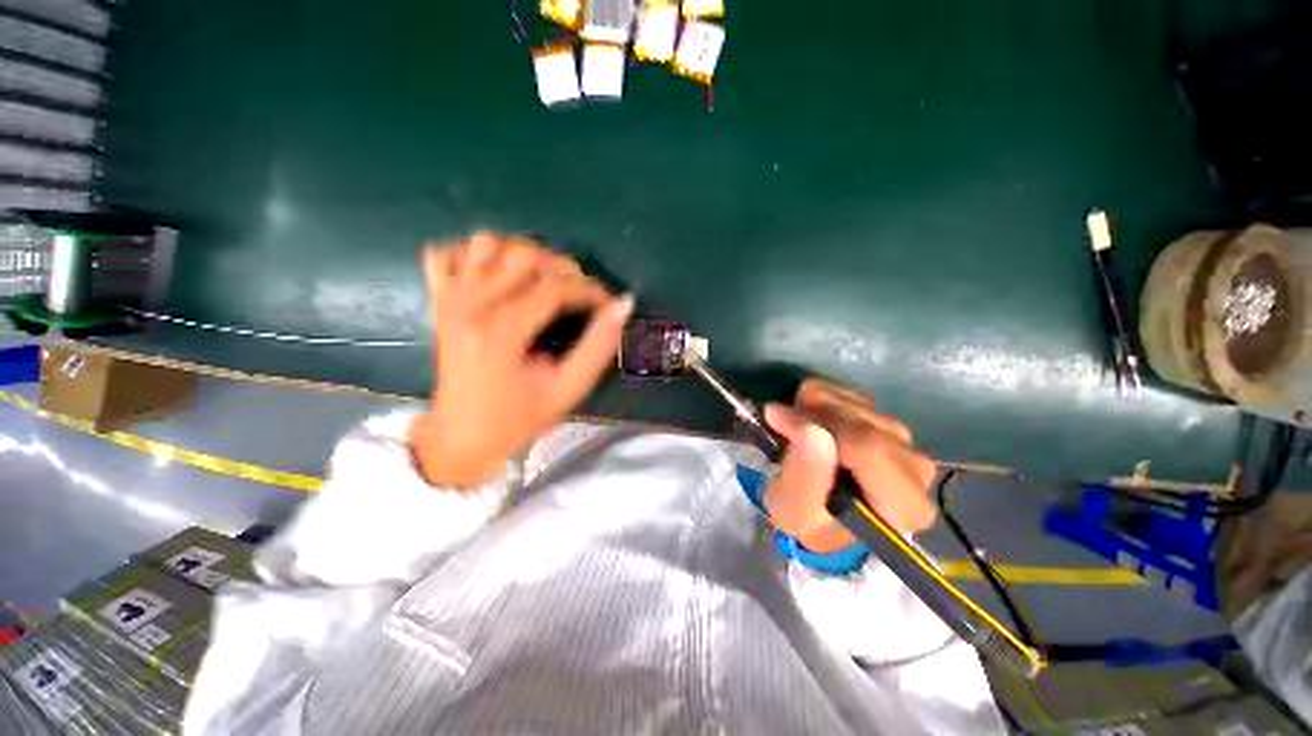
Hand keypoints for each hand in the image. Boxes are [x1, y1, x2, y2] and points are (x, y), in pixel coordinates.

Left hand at [410, 233, 632, 486]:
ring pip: (488, 243)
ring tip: (543, 282)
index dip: (591, 291)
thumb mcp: (567, 390)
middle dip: (565, 269)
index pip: (556, 287)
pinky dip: (473, 254)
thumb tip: (623, 305)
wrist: (459, 438)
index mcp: (501, 331)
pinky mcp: (438, 300)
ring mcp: (449, 298)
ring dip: (523, 255)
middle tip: (581, 295)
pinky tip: (496, 276)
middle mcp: (470, 304)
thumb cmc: (517, 419)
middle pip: (525, 255)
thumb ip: (598, 347)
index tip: (608, 304)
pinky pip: (446, 253)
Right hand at [763, 378, 937, 552]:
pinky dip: (824, 396)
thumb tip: (810, 430)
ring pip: (858, 405)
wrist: (823, 514)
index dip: (818, 425)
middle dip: (814, 414)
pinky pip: (855, 395)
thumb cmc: (810, 521)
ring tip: (793, 422)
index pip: (868, 449)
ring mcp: (906, 442)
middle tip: (780, 418)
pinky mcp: (889, 422)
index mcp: (903, 506)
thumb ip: (803, 478)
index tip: (777, 418)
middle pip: (864, 423)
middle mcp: (916, 471)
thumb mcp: (793, 513)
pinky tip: (810, 416)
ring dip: (816, 405)